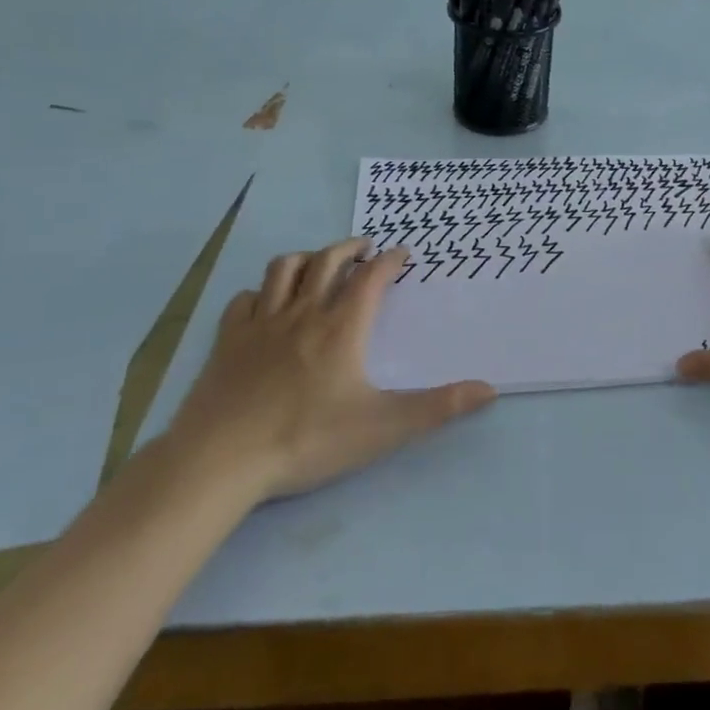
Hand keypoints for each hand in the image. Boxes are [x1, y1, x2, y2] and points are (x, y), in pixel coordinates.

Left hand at [166, 237, 495, 504]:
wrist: (220, 460)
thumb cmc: (306, 440)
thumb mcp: (382, 428)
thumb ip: (438, 408)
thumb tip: (490, 389)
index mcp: (341, 328)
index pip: (370, 278)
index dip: (389, 261)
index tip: (402, 254)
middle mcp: (302, 313)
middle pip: (326, 261)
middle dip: (349, 249)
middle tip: (365, 249)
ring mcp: (260, 324)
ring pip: (282, 270)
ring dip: (306, 258)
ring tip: (318, 263)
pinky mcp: (227, 341)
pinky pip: (244, 300)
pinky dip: (261, 293)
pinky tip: (266, 304)